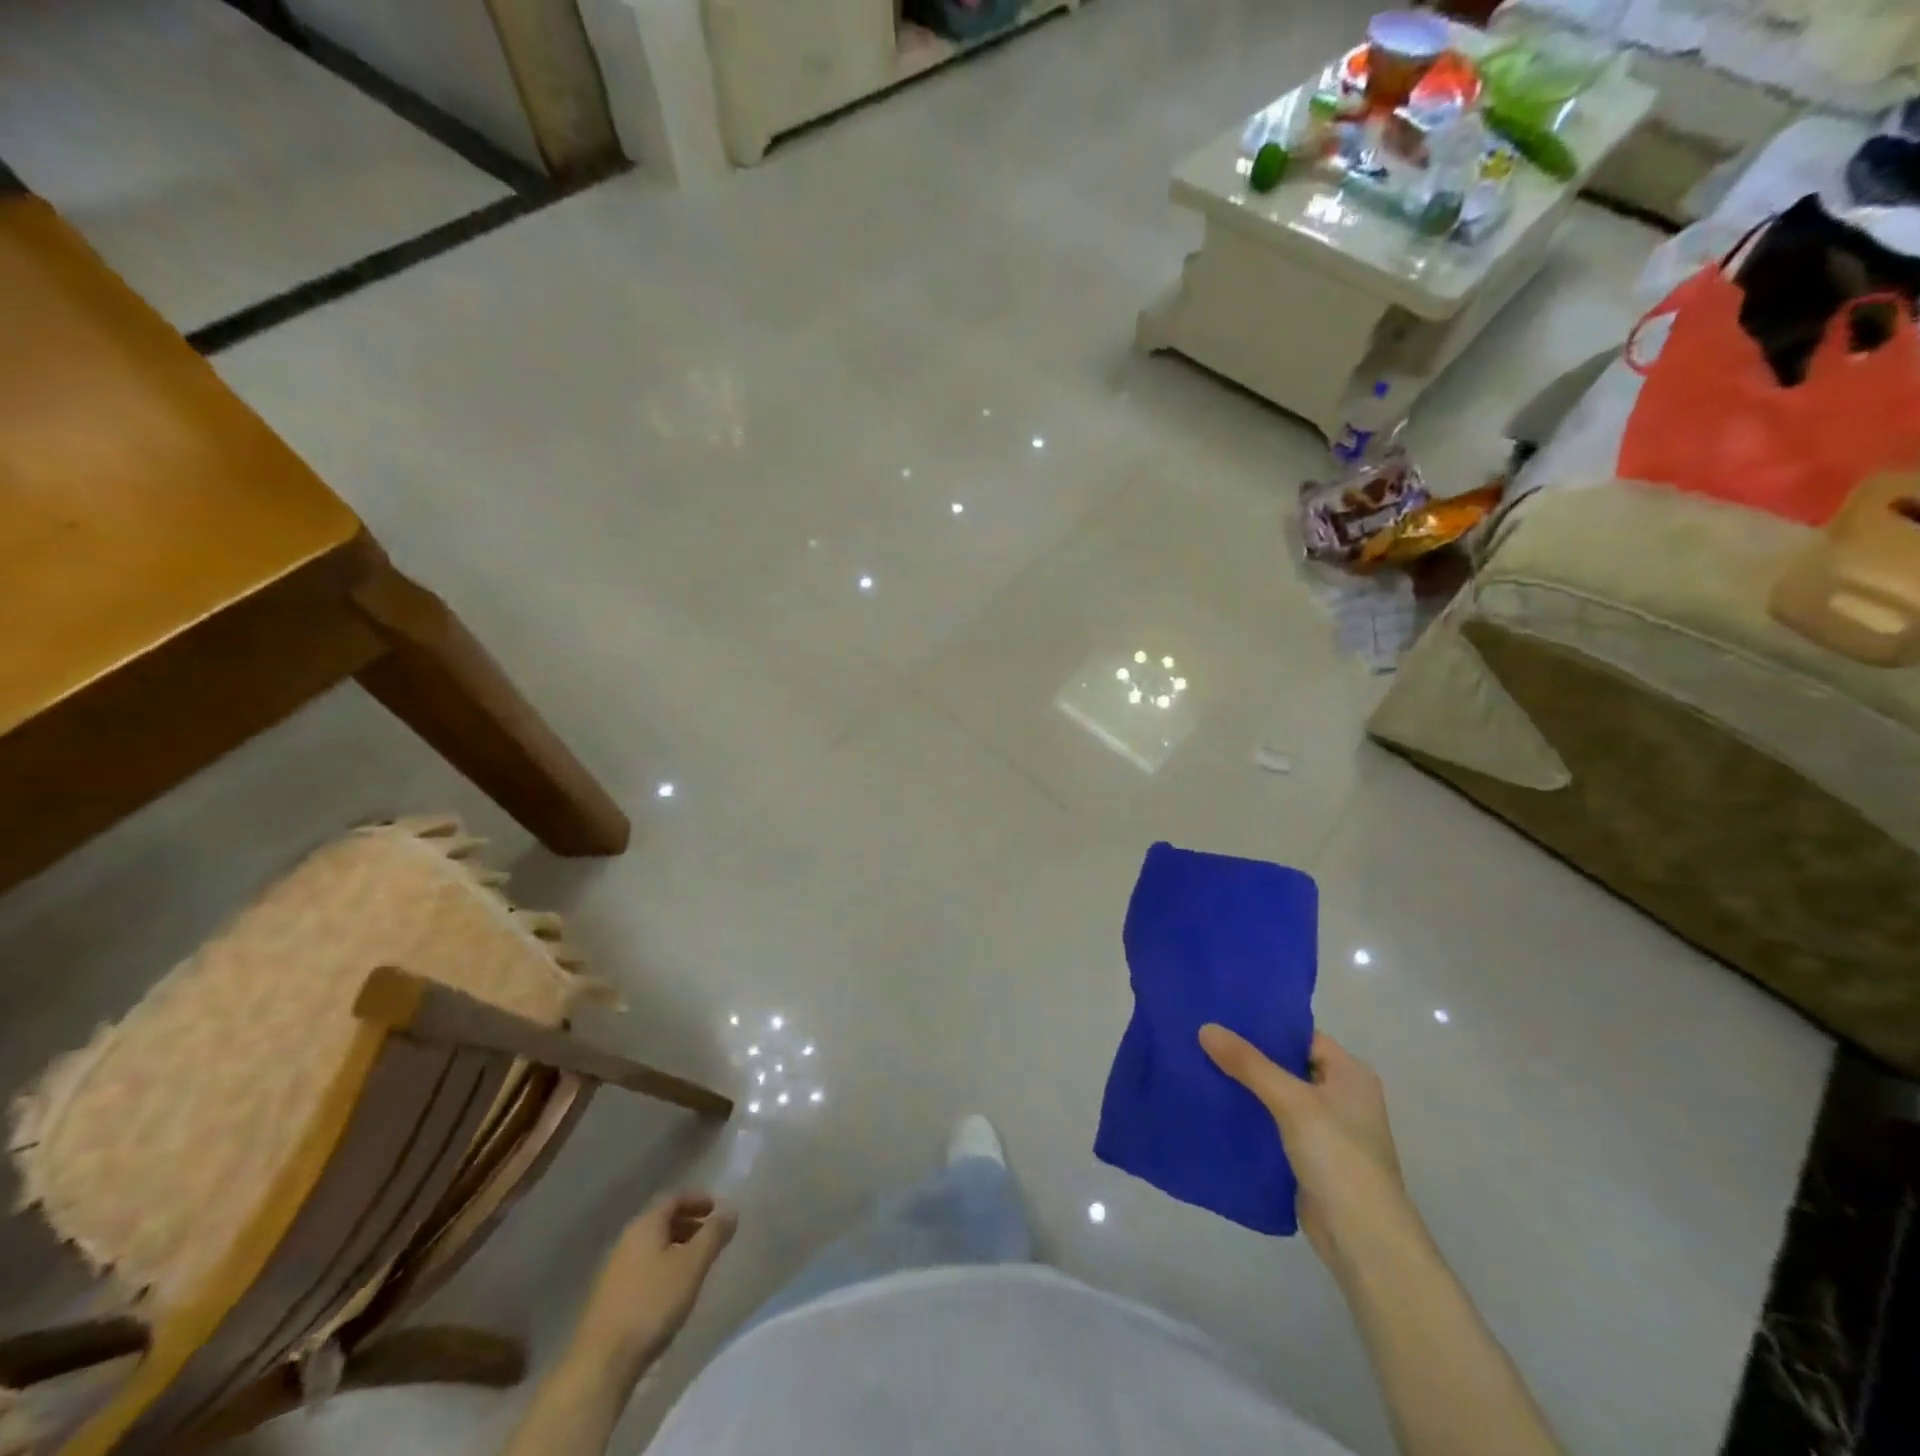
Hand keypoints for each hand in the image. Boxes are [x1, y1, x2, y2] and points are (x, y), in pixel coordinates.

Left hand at [573, 1193, 736, 1372]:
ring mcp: (614, 1271)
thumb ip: (714, 1235)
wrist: (601, 1364)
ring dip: (675, 1247)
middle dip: (688, 1224)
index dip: (696, 1200)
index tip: (716, 1209)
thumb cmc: (652, 1304)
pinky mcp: (609, 1299)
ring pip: (651, 1247)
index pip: (673, 1198)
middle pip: (661, 1221)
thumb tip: (730, 1210)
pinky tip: (672, 1291)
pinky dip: (662, 1268)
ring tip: (696, 1265)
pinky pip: (642, 1268)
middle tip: (710, 1236)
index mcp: (644, 1225)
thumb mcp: (692, 1265)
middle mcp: (626, 1241)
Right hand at [1199, 1025, 1416, 1271]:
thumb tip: (1206, 1027)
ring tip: (1199, 1064)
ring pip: (1276, 1096)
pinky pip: (1272, 1124)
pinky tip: (1214, 1106)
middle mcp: (1340, 1096)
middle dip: (1247, 1055)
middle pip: (1286, 1064)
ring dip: (1244, 1086)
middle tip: (1202, 1037)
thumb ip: (1249, 1063)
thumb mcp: (1292, 1101)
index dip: (1263, 1025)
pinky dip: (1248, 1116)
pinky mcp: (1308, 1157)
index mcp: (1350, 1074)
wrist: (1363, 1241)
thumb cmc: (1339, 1157)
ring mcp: (1325, 1129)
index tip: (1221, 1014)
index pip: (1300, 1036)